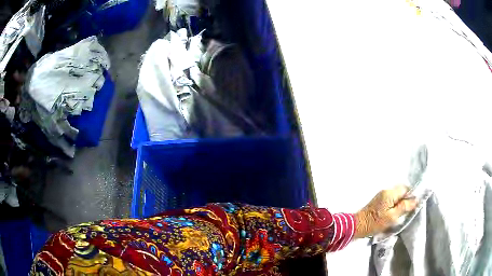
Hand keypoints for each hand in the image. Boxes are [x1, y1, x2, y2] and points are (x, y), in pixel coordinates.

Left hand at [354, 185, 417, 238]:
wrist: (356, 226)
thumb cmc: (375, 223)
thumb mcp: (392, 217)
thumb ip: (404, 207)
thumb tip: (415, 200)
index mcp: (390, 193)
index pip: (405, 188)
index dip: (411, 195)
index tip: (412, 206)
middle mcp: (385, 191)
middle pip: (401, 191)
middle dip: (405, 200)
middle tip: (406, 211)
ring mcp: (381, 196)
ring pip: (396, 196)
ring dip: (399, 203)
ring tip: (399, 214)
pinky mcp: (378, 201)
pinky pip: (390, 200)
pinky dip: (394, 205)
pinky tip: (393, 214)